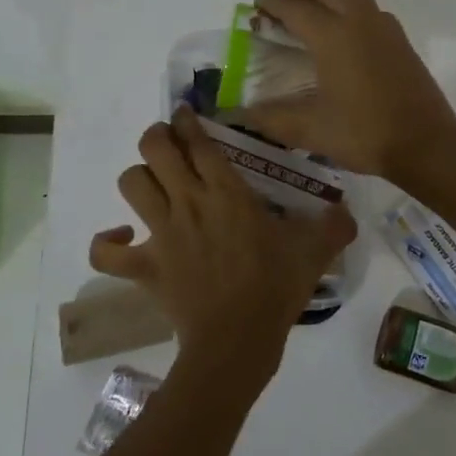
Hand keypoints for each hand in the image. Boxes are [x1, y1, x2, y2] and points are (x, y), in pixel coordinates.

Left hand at [89, 105, 356, 383]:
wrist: (238, 340)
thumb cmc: (275, 289)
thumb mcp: (314, 252)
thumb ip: (335, 226)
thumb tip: (349, 213)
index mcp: (226, 192)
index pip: (197, 140)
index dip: (186, 121)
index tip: (185, 115)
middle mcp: (188, 202)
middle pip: (155, 148)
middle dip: (158, 136)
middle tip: (170, 143)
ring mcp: (160, 233)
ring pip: (131, 183)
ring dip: (139, 177)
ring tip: (154, 184)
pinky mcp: (144, 267)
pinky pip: (106, 252)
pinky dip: (107, 243)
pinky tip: (123, 238)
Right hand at [243, 0, 455, 182]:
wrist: (426, 144)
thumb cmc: (365, 134)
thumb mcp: (311, 131)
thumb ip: (272, 118)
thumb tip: (241, 114)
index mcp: (332, 36)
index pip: (294, 7)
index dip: (271, 4)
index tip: (257, 8)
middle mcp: (358, 20)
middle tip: (282, 14)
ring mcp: (384, 26)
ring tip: (313, 18)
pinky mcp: (400, 38)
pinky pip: (369, 7)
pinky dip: (350, 8)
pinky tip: (345, 37)